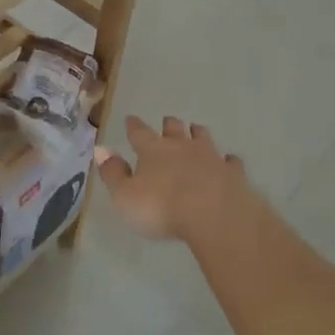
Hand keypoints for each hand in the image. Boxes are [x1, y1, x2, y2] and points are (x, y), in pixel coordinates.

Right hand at [95, 115, 258, 242]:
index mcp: (153, 150)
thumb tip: (101, 150)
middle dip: (169, 125)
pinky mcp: (233, 173)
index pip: (139, 132)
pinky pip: (230, 162)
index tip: (131, 119)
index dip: (133, 126)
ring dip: (198, 134)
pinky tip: (228, 161)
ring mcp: (211, 157)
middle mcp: (182, 147)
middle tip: (168, 121)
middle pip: (174, 129)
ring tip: (196, 130)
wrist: (215, 215)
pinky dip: (227, 160)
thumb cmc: (162, 207)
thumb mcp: (125, 196)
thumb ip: (113, 173)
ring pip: (203, 138)